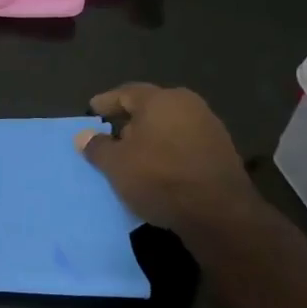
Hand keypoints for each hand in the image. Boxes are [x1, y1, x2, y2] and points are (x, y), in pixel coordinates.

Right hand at [75, 84, 257, 230]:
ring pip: (169, 126)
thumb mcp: (116, 164)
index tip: (92, 110)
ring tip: (133, 156)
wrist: (219, 214)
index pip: (126, 93)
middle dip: (129, 121)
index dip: (106, 102)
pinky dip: (168, 151)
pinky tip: (158, 169)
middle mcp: (188, 105)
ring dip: (150, 138)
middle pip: (151, 108)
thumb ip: (97, 147)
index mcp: (161, 100)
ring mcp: (210, 128)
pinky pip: (185, 144)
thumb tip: (84, 136)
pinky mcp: (222, 152)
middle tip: (111, 136)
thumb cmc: (159, 178)